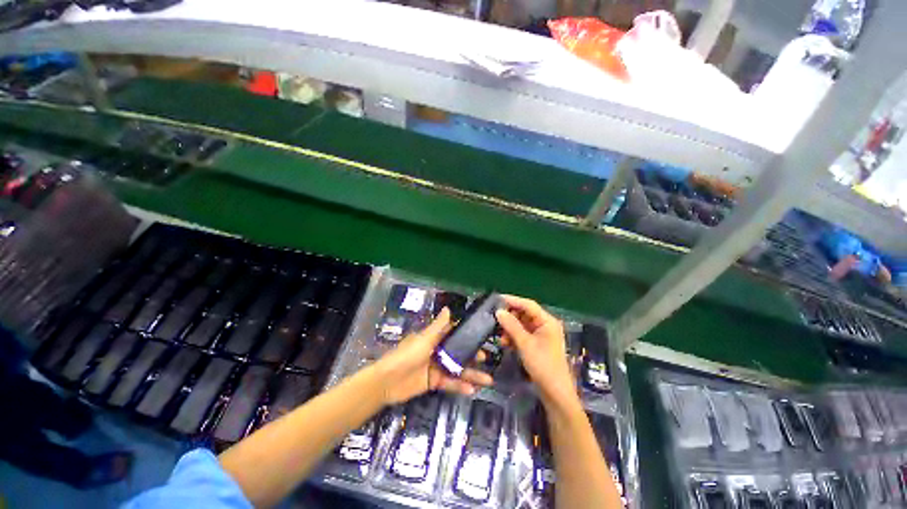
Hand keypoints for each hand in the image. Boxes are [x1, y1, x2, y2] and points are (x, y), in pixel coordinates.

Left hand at [374, 308, 493, 404]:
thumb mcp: (424, 339)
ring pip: (457, 370)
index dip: (467, 335)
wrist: (387, 381)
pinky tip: (472, 390)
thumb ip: (438, 326)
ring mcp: (436, 367)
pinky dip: (460, 386)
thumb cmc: (407, 355)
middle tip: (487, 359)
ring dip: (471, 374)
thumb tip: (448, 308)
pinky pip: (450, 383)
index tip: (481, 336)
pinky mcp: (434, 382)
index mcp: (434, 338)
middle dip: (472, 356)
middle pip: (458, 353)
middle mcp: (437, 351)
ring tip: (488, 380)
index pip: (454, 334)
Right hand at [495, 295, 576, 407]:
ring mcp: (541, 335)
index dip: (512, 300)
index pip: (528, 304)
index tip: (496, 299)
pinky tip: (505, 343)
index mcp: (547, 321)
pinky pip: (522, 334)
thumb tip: (498, 311)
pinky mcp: (537, 344)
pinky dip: (513, 336)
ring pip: (522, 324)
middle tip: (495, 320)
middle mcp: (545, 325)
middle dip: (510, 317)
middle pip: (524, 314)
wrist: (555, 393)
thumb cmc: (543, 365)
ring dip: (510, 329)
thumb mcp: (525, 344)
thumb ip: (511, 326)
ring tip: (500, 337)